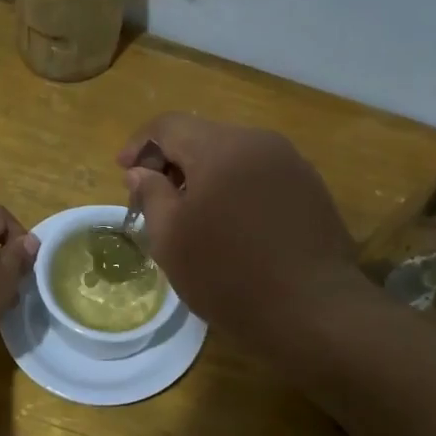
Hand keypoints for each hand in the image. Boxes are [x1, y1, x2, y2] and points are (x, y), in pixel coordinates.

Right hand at [119, 114, 361, 349]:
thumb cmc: (228, 275)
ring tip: (192, 216)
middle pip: (204, 137)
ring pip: (234, 156)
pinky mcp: (311, 189)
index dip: (140, 145)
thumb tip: (140, 172)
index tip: (123, 173)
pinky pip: (261, 176)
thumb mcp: (171, 240)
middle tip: (154, 199)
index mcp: (220, 148)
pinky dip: (236, 189)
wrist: (312, 310)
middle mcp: (260, 142)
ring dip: (205, 176)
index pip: (169, 125)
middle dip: (172, 162)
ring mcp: (292, 164)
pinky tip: (231, 226)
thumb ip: (151, 195)